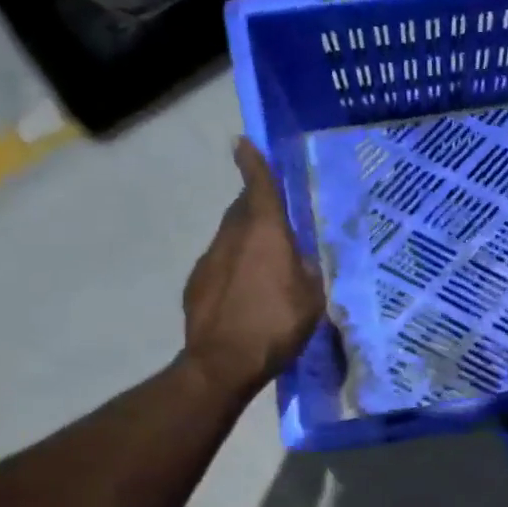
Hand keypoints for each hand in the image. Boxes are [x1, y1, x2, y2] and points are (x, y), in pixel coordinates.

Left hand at [183, 138, 324, 399]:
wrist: (223, 362)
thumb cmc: (276, 325)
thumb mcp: (311, 298)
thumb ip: (305, 269)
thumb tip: (297, 258)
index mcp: (266, 233)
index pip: (259, 186)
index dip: (253, 163)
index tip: (242, 143)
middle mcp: (233, 237)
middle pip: (243, 209)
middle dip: (255, 206)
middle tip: (274, 219)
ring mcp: (209, 259)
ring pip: (230, 237)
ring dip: (245, 240)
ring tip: (264, 265)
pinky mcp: (196, 283)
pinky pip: (219, 264)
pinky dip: (232, 268)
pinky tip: (244, 293)